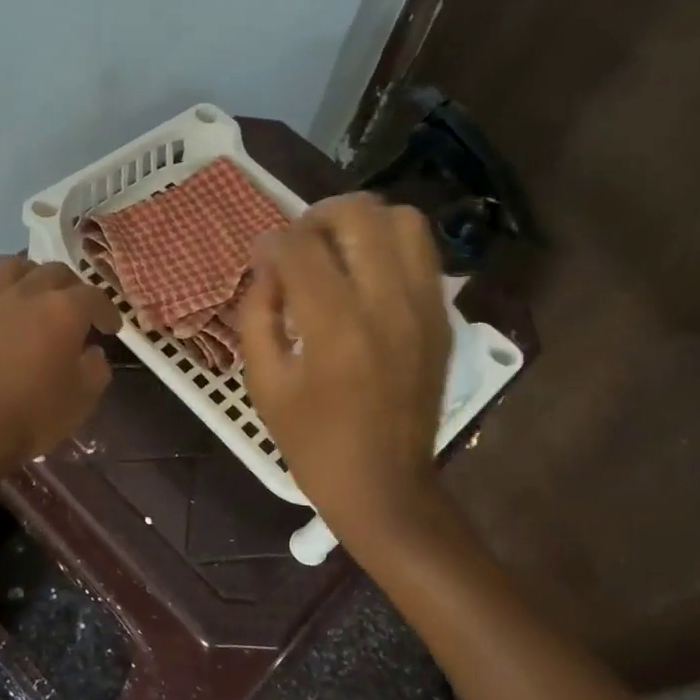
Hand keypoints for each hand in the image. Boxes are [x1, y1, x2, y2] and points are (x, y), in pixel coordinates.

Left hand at [0, 255, 121, 463]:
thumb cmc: (33, 415)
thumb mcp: (83, 398)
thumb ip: (96, 368)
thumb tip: (92, 352)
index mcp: (64, 310)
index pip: (95, 297)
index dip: (107, 310)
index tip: (110, 328)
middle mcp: (26, 293)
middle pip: (53, 271)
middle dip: (69, 286)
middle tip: (72, 307)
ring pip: (6, 265)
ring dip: (23, 270)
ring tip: (28, 284)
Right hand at [240, 194, 451, 548]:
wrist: (385, 485)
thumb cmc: (312, 441)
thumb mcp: (264, 381)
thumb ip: (257, 312)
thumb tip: (267, 264)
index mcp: (335, 326)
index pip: (300, 247)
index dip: (272, 242)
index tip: (262, 256)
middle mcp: (387, 303)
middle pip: (358, 214)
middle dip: (317, 216)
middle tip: (299, 244)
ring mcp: (424, 307)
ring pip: (402, 220)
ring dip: (361, 223)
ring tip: (337, 249)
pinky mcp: (442, 317)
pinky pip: (422, 252)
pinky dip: (389, 246)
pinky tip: (365, 274)